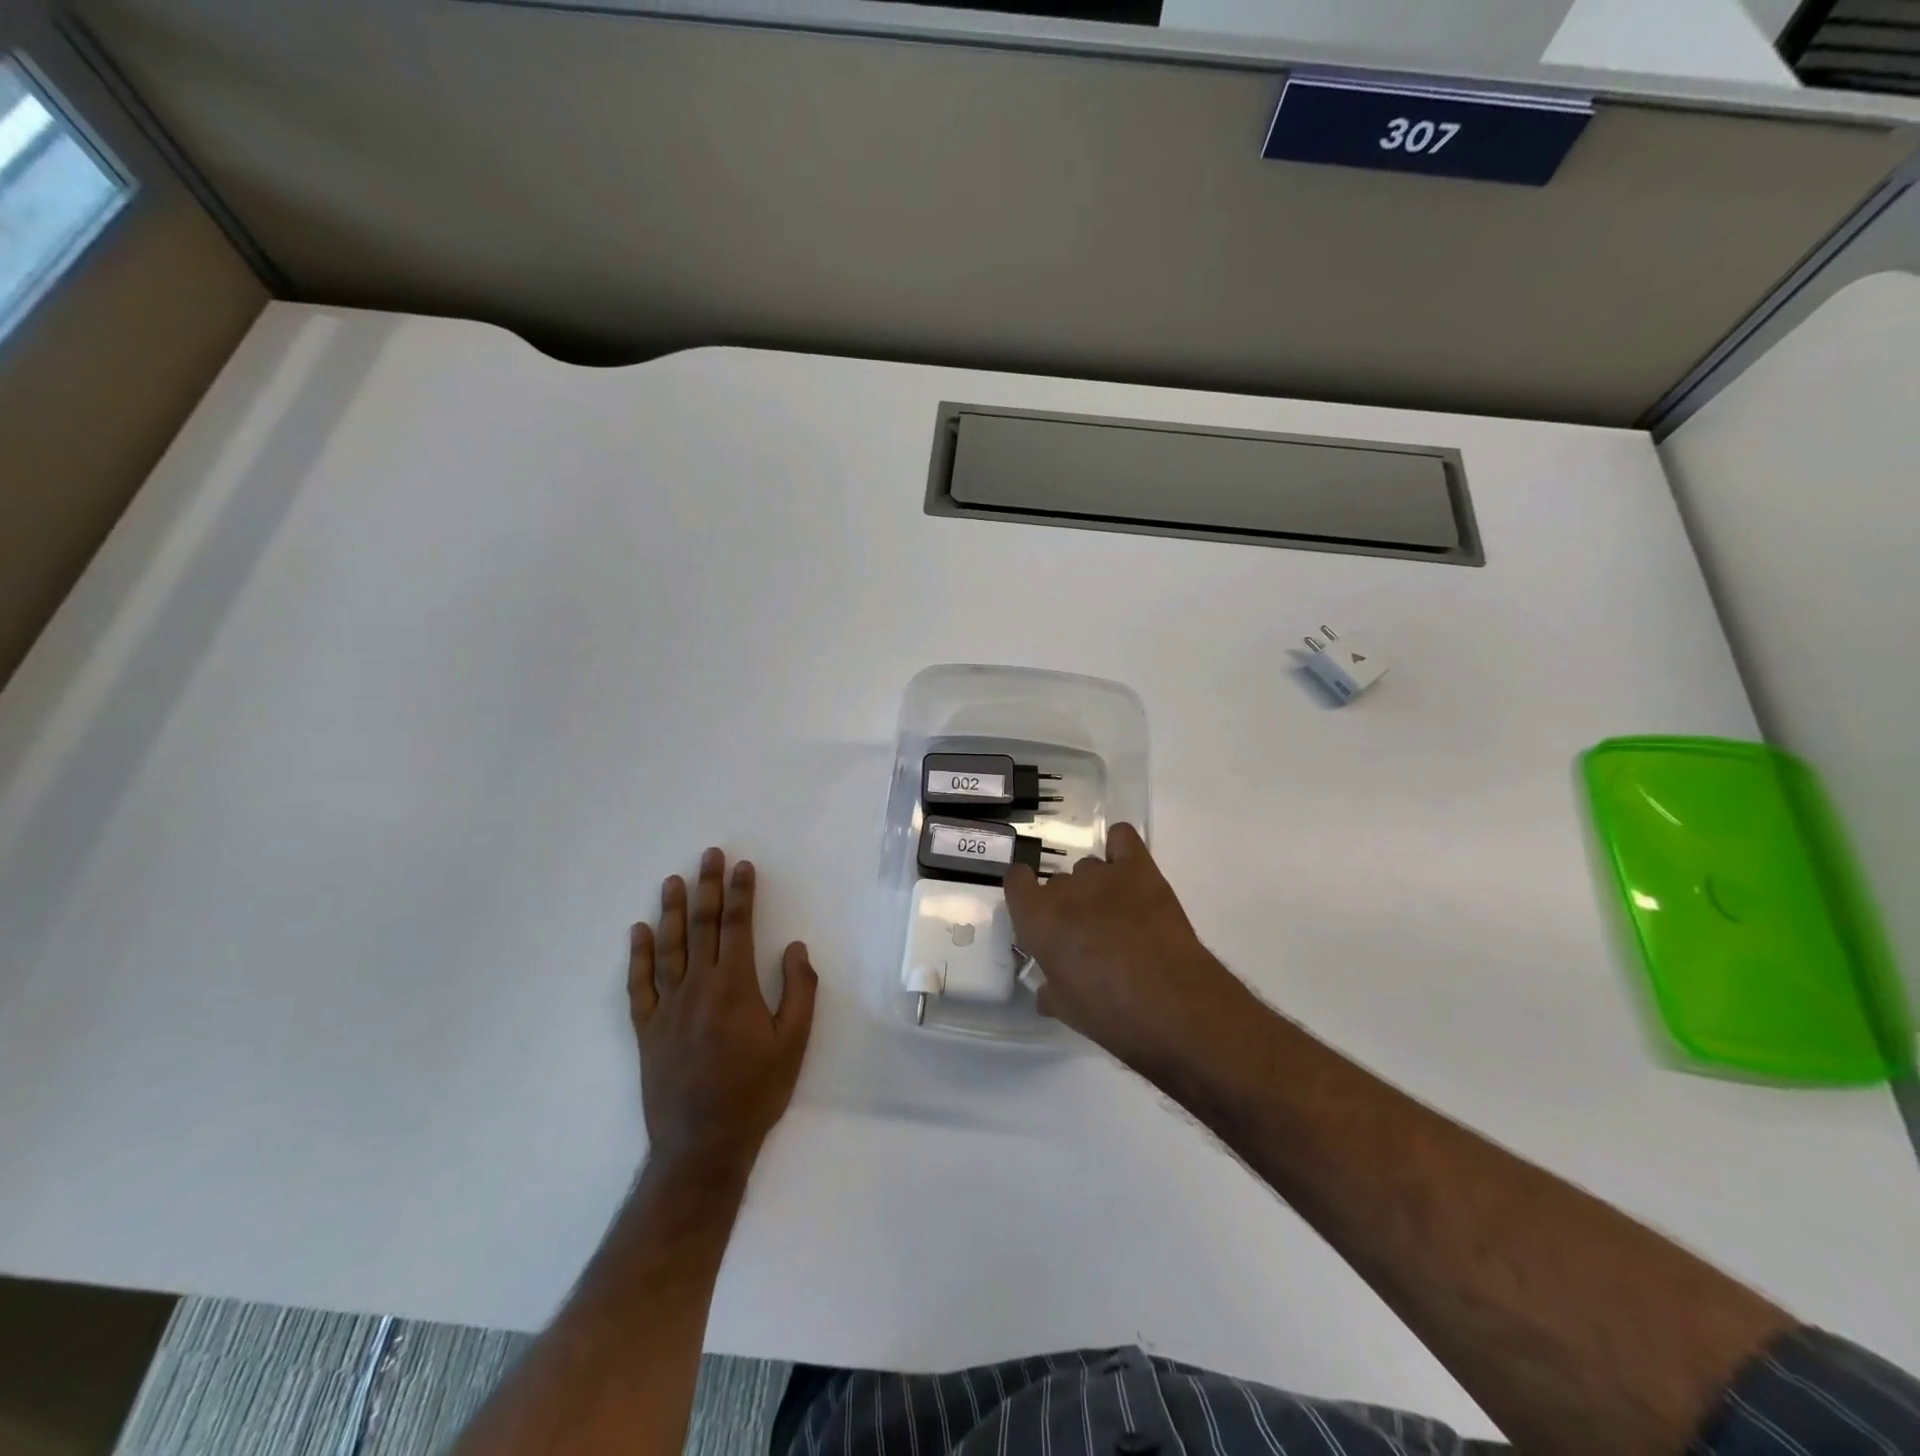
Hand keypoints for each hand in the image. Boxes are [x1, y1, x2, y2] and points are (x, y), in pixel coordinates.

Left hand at [628, 848, 817, 1171]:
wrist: (702, 1144)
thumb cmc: (756, 1091)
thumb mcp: (794, 1042)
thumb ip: (798, 990)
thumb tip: (794, 947)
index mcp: (734, 987)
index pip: (737, 927)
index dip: (741, 893)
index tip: (743, 866)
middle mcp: (697, 987)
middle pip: (702, 927)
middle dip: (708, 887)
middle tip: (709, 855)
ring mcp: (667, 1007)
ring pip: (669, 947)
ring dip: (672, 911)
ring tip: (674, 880)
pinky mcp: (647, 1030)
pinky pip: (639, 985)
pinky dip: (639, 956)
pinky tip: (639, 932)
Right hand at [1004, 823, 1255, 1080]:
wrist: (1173, 1005)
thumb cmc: (1111, 1014)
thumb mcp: (1067, 1010)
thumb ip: (1050, 990)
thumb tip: (1046, 989)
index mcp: (1038, 919)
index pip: (1015, 881)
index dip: (1024, 894)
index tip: (1036, 914)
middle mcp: (1065, 889)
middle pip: (1057, 882)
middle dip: (1067, 904)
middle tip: (1085, 934)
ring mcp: (1104, 875)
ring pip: (1089, 868)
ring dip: (1095, 888)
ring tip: (1116, 916)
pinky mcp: (1140, 869)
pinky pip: (1122, 838)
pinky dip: (1120, 849)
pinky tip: (1128, 871)